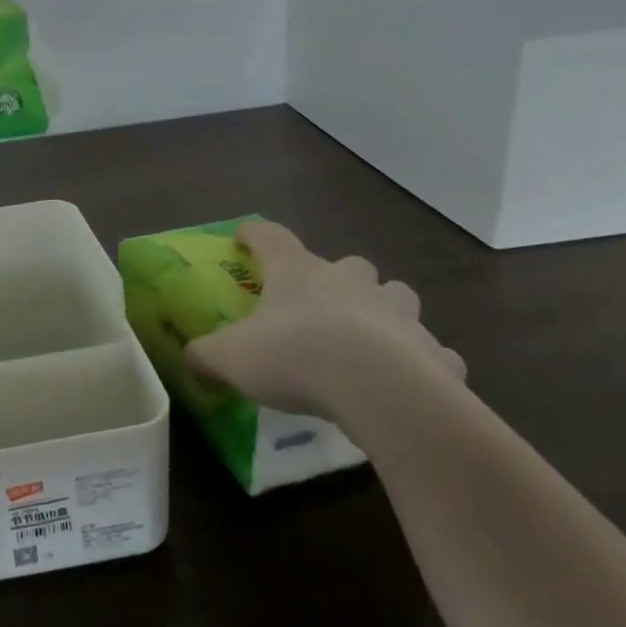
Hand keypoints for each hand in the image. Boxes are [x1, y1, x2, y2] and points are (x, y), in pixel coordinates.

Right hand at [187, 221, 465, 426]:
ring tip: (370, 338)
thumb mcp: (231, 358)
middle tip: (320, 304)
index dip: (255, 234)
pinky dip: (422, 361)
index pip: (271, 236)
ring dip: (384, 310)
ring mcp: (398, 314)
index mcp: (297, 273)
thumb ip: (205, 355)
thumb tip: (190, 359)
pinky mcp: (435, 354)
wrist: (381, 392)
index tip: (244, 238)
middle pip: (350, 264)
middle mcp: (350, 282)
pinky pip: (433, 352)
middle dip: (339, 277)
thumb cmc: (296, 357)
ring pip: (396, 297)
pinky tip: (408, 382)